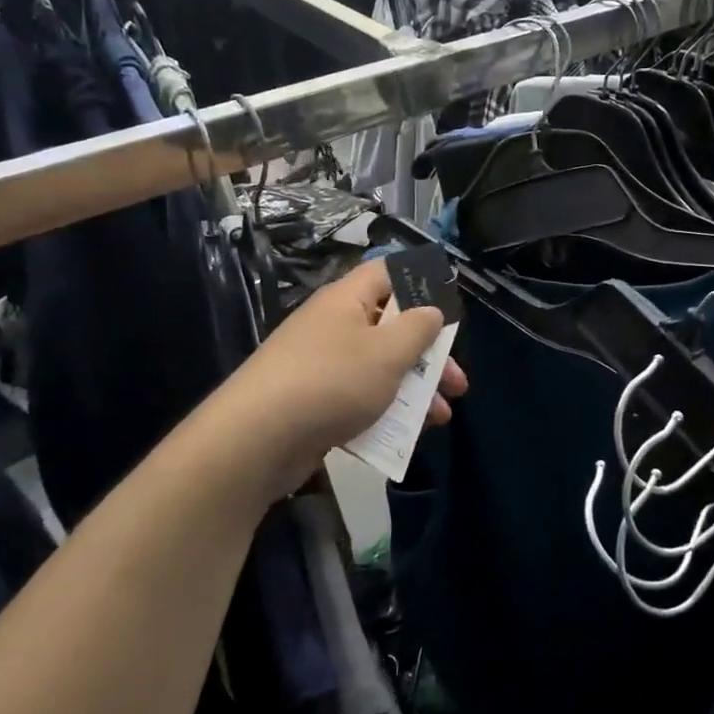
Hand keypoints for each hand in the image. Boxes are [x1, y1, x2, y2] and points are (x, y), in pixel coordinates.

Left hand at [214, 260, 468, 497]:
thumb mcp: (388, 352)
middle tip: (457, 382)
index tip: (450, 311)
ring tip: (441, 417)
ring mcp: (321, 365)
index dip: (422, 285)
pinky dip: (384, 412)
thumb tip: (431, 310)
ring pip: (379, 368)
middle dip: (429, 355)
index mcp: (348, 300)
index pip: (388, 273)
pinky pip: (359, 398)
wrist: (256, 440)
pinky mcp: (314, 401)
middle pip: (392, 327)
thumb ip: (419, 328)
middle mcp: (333, 326)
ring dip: (414, 389)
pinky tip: (404, 436)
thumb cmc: (332, 382)